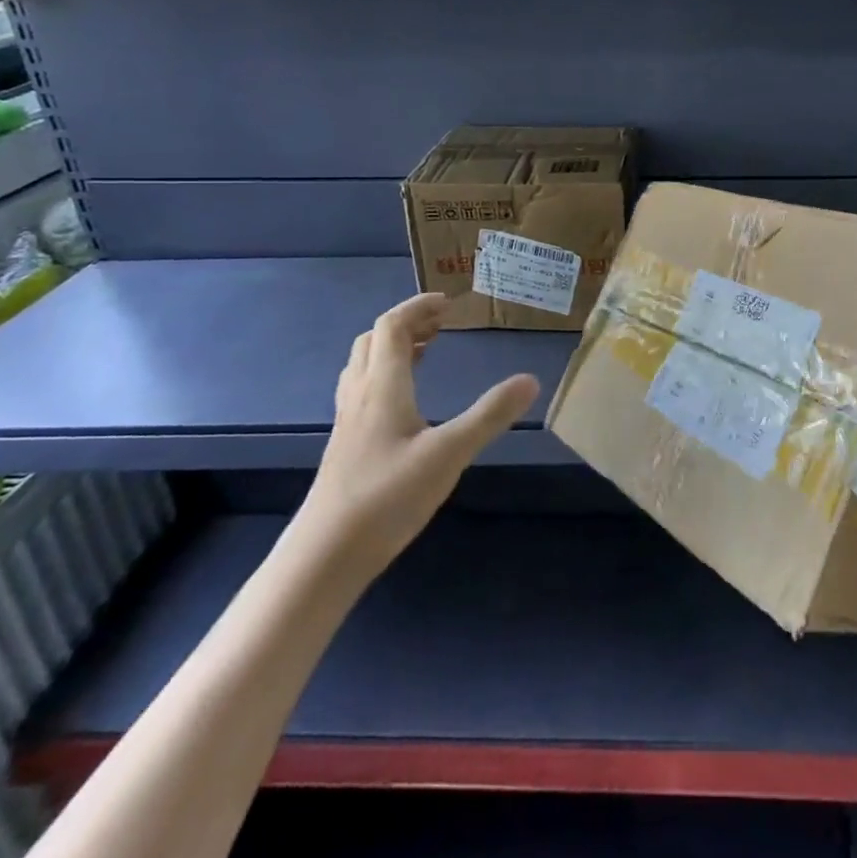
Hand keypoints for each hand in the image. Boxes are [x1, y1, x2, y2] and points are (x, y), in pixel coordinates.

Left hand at [300, 293, 538, 582]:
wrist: (325, 555)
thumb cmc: (388, 497)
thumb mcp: (450, 453)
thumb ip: (490, 415)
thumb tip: (531, 380)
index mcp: (383, 386)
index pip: (392, 327)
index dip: (417, 308)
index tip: (448, 303)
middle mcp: (360, 395)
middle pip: (373, 341)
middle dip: (406, 324)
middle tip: (441, 326)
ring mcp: (349, 422)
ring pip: (363, 366)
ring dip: (392, 348)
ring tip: (425, 352)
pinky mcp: (346, 445)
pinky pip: (362, 390)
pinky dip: (385, 376)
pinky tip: (405, 403)